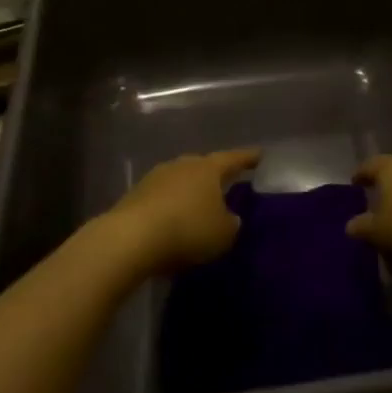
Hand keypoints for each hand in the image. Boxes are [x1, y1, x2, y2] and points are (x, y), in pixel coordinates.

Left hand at [106, 149, 258, 271]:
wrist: (131, 237)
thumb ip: (231, 224)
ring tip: (198, 206)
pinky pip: (162, 197)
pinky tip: (173, 221)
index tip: (259, 155)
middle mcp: (182, 165)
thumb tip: (229, 218)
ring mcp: (156, 177)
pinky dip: (170, 206)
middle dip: (214, 175)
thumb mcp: (223, 234)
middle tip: (226, 182)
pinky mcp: (136, 195)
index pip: (233, 159)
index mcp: (208, 168)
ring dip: (189, 192)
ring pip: (180, 180)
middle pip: (203, 166)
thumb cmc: (187, 230)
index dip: (248, 158)